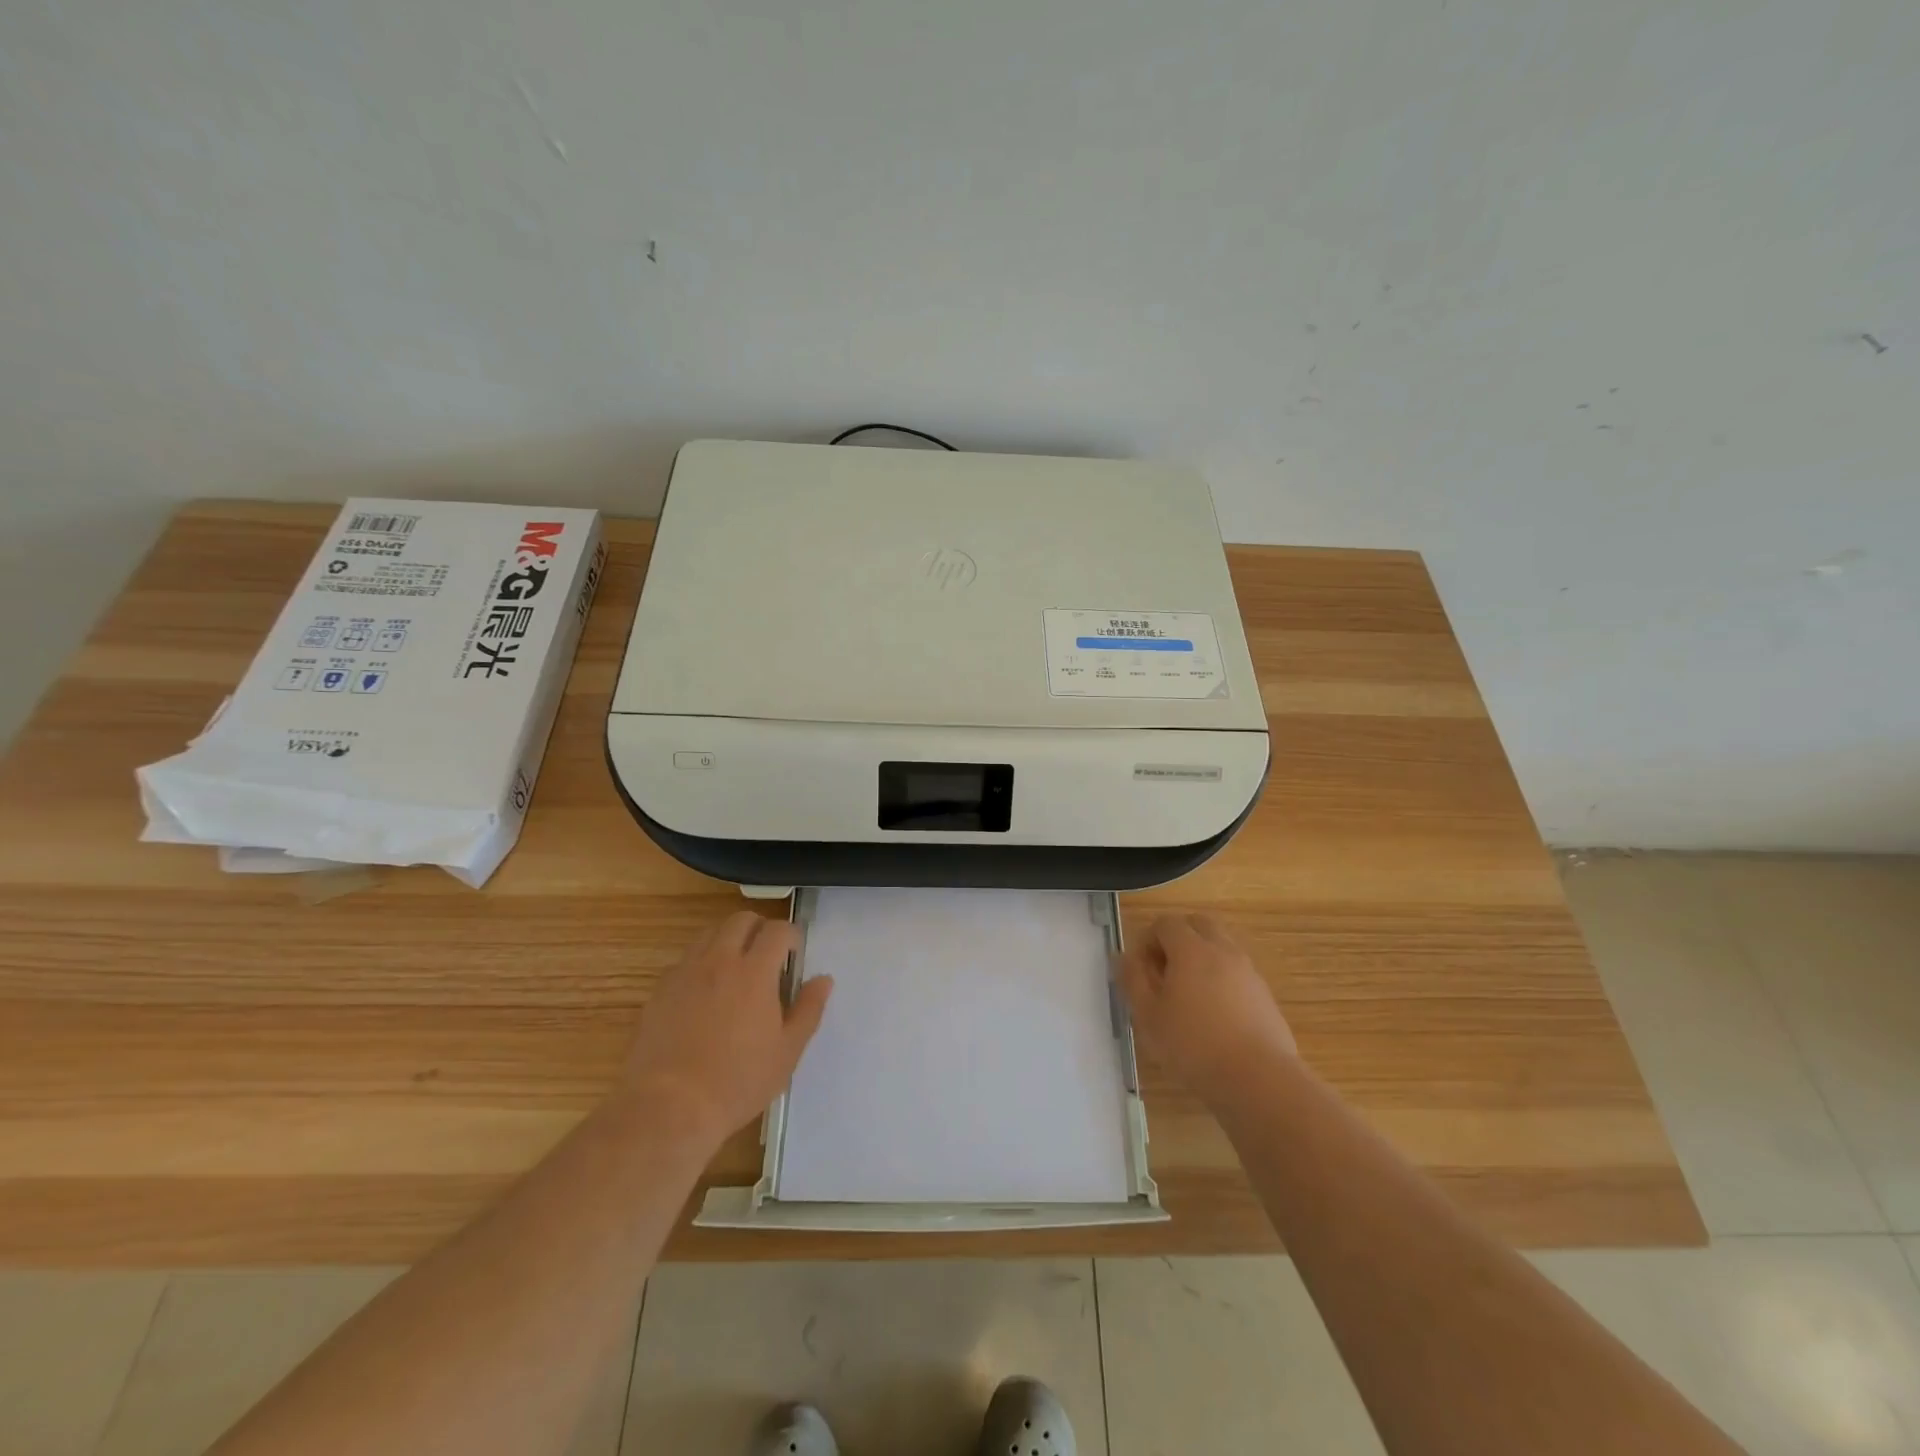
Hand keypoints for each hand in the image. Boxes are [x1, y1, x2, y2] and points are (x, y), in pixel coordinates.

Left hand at [620, 912, 833, 1142]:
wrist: (668, 1107)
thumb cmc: (737, 1081)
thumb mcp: (787, 1051)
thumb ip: (809, 1009)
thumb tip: (823, 979)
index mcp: (754, 971)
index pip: (778, 930)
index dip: (791, 935)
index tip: (795, 953)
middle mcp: (719, 960)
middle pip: (741, 920)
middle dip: (760, 929)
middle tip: (768, 955)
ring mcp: (685, 972)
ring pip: (709, 934)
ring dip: (728, 940)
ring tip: (736, 969)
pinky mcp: (659, 990)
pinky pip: (684, 960)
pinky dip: (701, 963)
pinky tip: (704, 993)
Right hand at [1118, 913, 1295, 1106]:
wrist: (1258, 1079)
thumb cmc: (1193, 1045)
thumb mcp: (1148, 1016)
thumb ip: (1133, 980)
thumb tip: (1124, 957)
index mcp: (1191, 949)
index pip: (1166, 923)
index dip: (1148, 939)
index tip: (1141, 969)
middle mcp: (1222, 950)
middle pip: (1198, 924)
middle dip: (1178, 938)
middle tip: (1165, 971)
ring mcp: (1248, 971)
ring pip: (1221, 945)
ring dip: (1202, 956)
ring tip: (1189, 993)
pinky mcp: (1264, 994)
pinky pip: (1237, 970)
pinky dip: (1221, 977)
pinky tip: (1214, 1013)